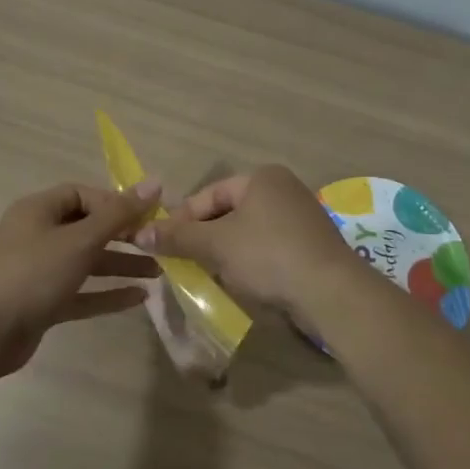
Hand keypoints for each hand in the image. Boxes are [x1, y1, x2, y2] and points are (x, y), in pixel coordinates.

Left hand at [0, 179, 163, 375]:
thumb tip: (155, 182)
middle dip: (123, 236)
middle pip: (87, 228)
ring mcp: (38, 271)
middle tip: (158, 244)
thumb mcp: (79, 240)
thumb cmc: (31, 275)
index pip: (83, 195)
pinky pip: (80, 292)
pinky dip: (106, 294)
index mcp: (38, 210)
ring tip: (158, 271)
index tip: (147, 216)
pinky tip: (138, 298)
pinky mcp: (41, 303)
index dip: (115, 203)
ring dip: (120, 265)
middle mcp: (37, 235)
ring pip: (86, 262)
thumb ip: (118, 214)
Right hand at [134, 165, 359, 325]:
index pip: (209, 194)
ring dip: (226, 251)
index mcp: (261, 177)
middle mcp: (283, 188)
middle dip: (205, 237)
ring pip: (248, 231)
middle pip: (229, 211)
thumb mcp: (216, 245)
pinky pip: (269, 246)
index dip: (182, 219)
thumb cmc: (268, 255)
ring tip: (209, 274)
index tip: (163, 244)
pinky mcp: (311, 244)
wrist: (331, 291)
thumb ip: (178, 237)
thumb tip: (139, 233)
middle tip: (184, 261)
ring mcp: (301, 216)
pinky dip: (251, 261)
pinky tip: (243, 281)